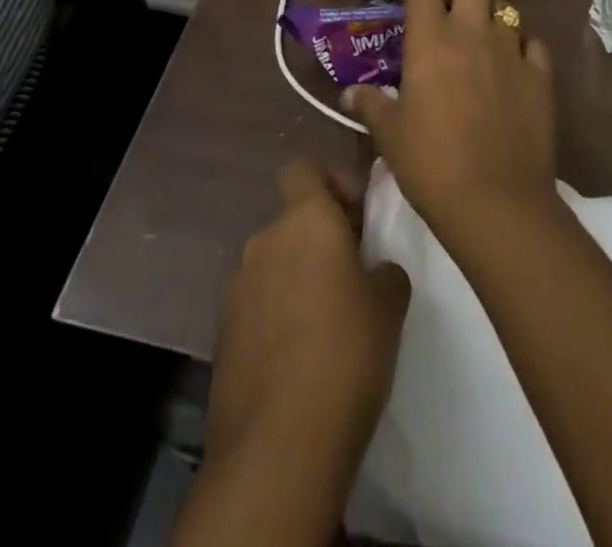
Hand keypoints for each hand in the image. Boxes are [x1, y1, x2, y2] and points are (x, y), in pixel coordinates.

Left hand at [206, 157, 409, 475]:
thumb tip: (375, 270)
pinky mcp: (222, 331)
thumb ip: (384, 269)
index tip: (356, 214)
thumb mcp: (390, 304)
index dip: (329, 182)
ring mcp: (237, 286)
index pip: (303, 167)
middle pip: (292, 219)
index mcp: (306, 219)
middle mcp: (265, 239)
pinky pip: (256, 303)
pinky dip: (275, 314)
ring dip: (296, 277)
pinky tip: (297, 355)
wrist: (279, 445)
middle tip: (351, 274)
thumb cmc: (347, 353)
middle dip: (319, 238)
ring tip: (325, 322)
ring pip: (274, 263)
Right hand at [343, 0, 557, 234]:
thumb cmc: (431, 164)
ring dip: (487, 18)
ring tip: (477, 42)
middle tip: (444, 1)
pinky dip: (520, 47)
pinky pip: (532, 44)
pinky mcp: (541, 76)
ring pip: (504, 10)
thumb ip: (372, 105)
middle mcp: (473, 32)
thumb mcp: (391, 136)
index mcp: (432, 40)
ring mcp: (512, 51)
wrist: (496, 202)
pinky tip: (512, 66)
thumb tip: (349, 94)